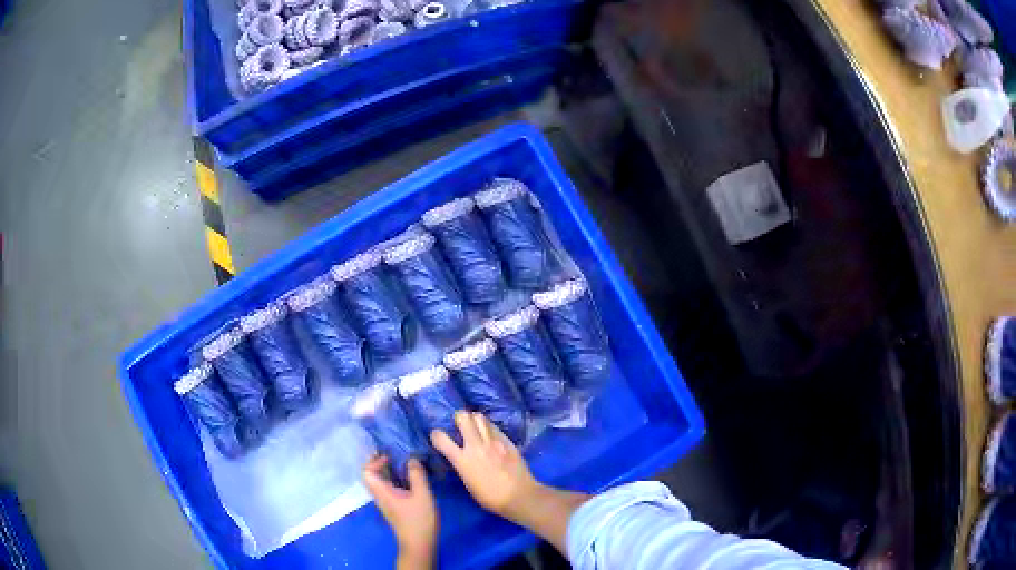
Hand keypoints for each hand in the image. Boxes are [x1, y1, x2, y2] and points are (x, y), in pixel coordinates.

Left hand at [363, 456, 437, 565]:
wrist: (419, 543)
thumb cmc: (419, 520)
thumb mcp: (422, 495)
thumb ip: (417, 475)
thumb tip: (411, 458)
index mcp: (382, 492)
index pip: (366, 472)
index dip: (374, 461)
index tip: (390, 457)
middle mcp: (380, 495)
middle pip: (372, 475)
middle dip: (381, 462)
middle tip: (396, 454)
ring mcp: (386, 501)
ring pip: (381, 481)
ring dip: (389, 470)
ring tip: (405, 462)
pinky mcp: (394, 506)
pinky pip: (389, 487)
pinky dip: (395, 478)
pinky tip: (410, 477)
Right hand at [430, 412, 539, 522]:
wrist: (519, 495)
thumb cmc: (490, 497)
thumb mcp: (468, 482)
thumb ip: (462, 464)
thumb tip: (459, 456)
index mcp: (462, 460)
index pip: (440, 438)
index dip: (436, 435)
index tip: (438, 437)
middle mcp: (476, 446)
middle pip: (463, 416)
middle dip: (458, 418)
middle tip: (460, 425)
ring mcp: (493, 441)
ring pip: (479, 417)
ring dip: (474, 420)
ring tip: (475, 427)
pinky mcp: (507, 440)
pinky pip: (494, 426)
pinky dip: (489, 428)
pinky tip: (490, 435)